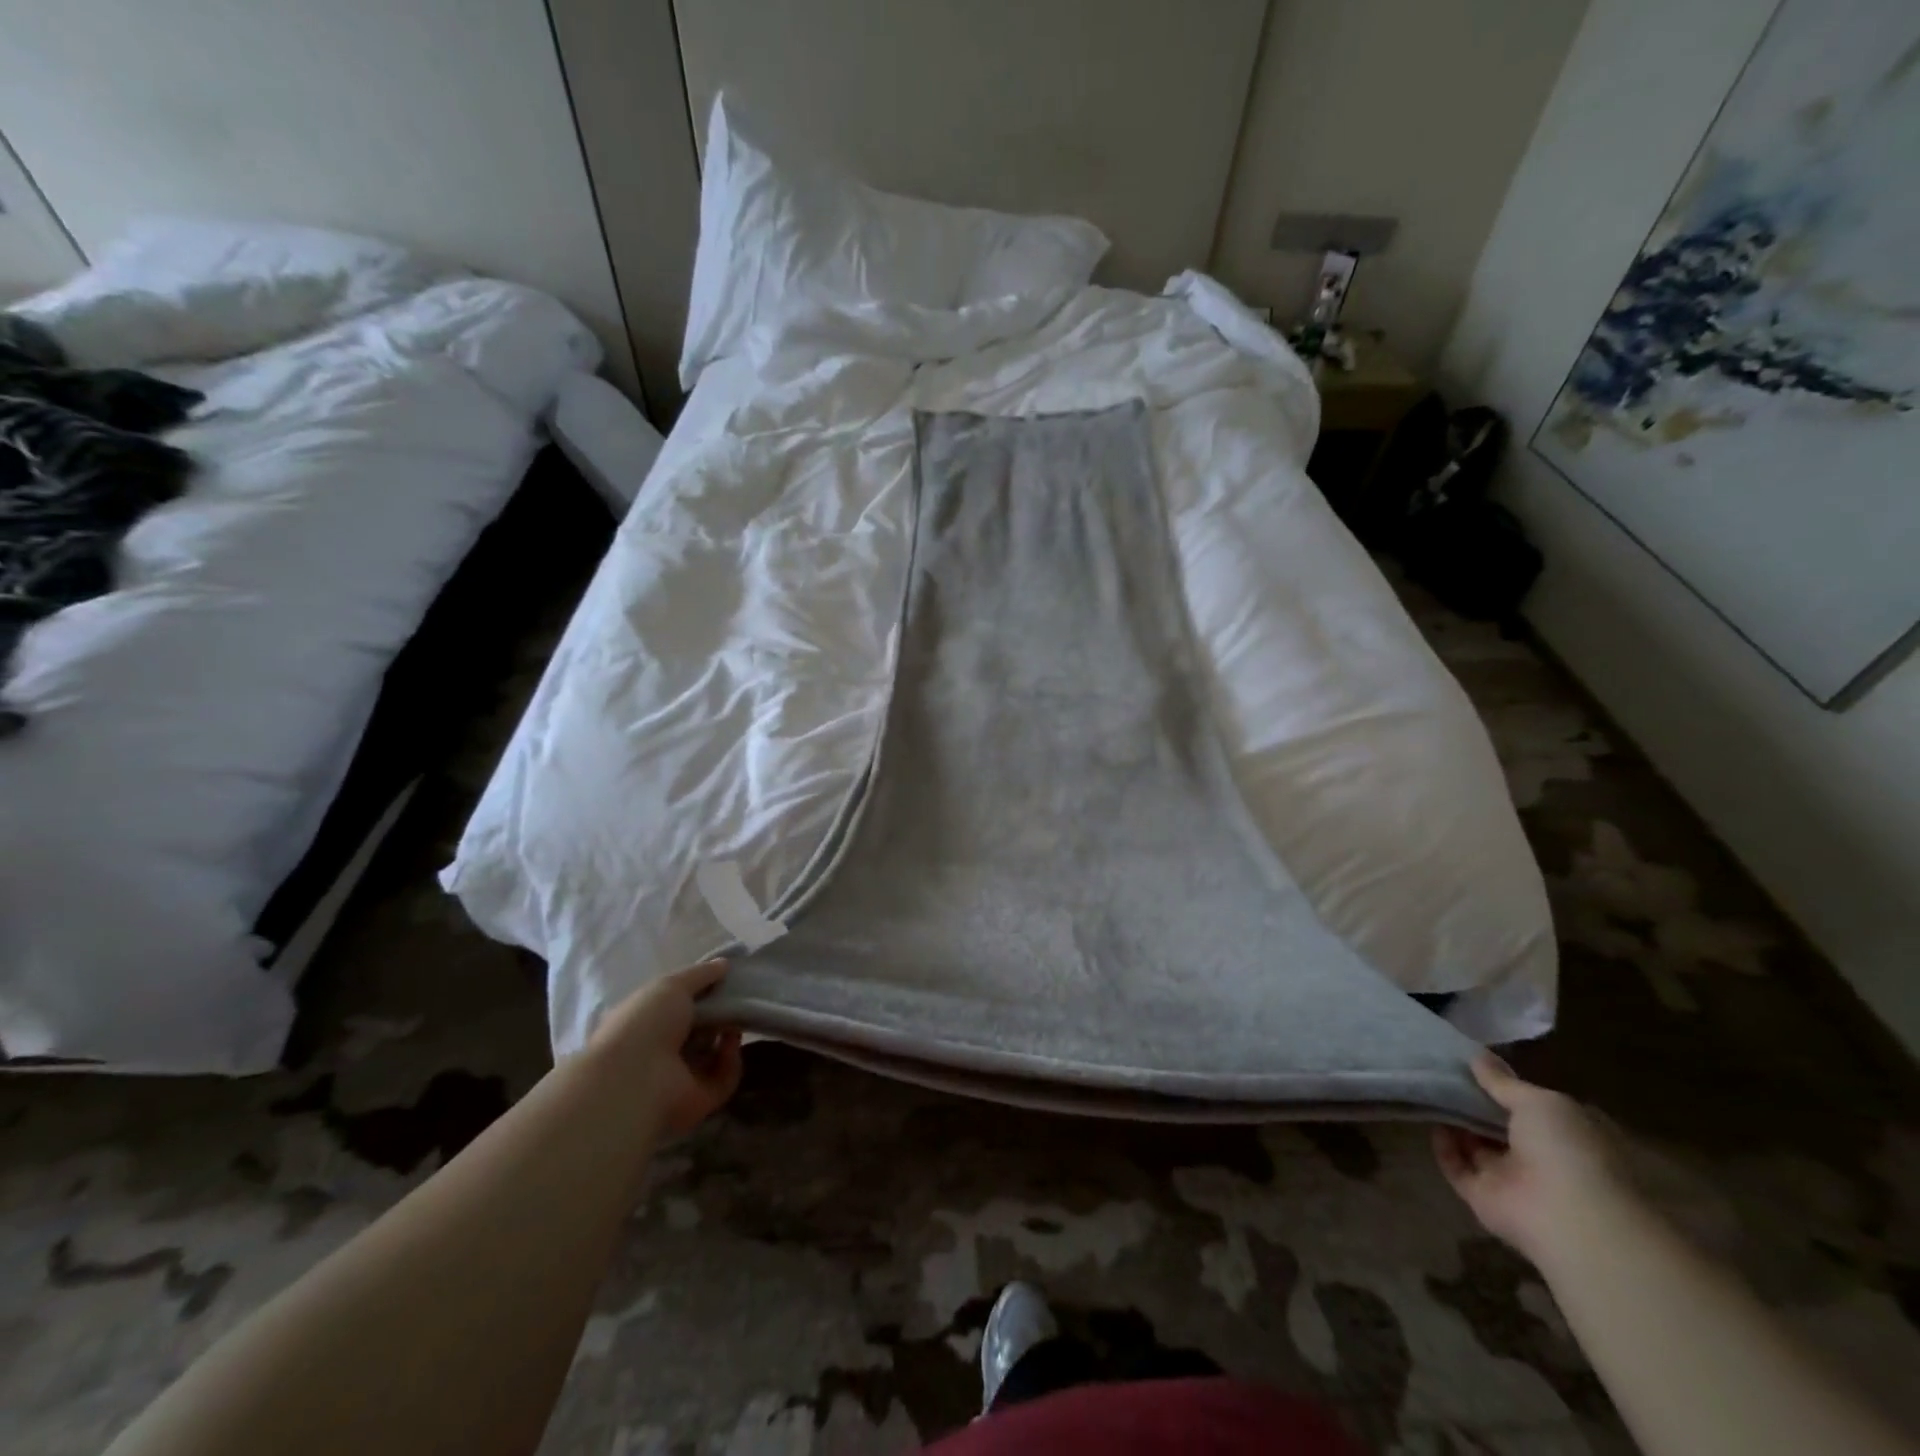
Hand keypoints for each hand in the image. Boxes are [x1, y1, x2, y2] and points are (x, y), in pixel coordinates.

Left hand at [587, 960, 743, 1140]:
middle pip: (699, 1031)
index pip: (677, 1008)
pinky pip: (724, 1079)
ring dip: (728, 1036)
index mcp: (647, 1024)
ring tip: (735, 1020)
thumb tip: (725, 964)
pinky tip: (730, 1044)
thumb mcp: (671, 985)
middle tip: (737, 999)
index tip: (724, 981)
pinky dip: (731, 1061)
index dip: (700, 994)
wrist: (636, 1080)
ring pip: (714, 1056)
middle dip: (719, 1014)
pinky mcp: (699, 1100)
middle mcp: (662, 1052)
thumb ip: (700, 974)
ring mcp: (680, 1078)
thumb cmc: (646, 1024)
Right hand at [1434, 1054, 1628, 1264]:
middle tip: (1445, 1075)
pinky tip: (1433, 1125)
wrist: (1569, 1218)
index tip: (1477, 1067)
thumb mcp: (1539, 1101)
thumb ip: (1504, 1082)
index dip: (1508, 1088)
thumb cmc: (1569, 1150)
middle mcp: (1545, 1159)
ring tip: (1432, 1093)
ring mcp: (1515, 1182)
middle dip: (1476, 1104)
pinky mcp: (1486, 1199)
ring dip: (1458, 1124)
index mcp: (1570, 1137)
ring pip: (1479, 1148)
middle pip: (1503, 1127)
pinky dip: (1445, 1149)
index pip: (1536, 1108)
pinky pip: (1458, 1168)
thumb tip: (1477, 1057)